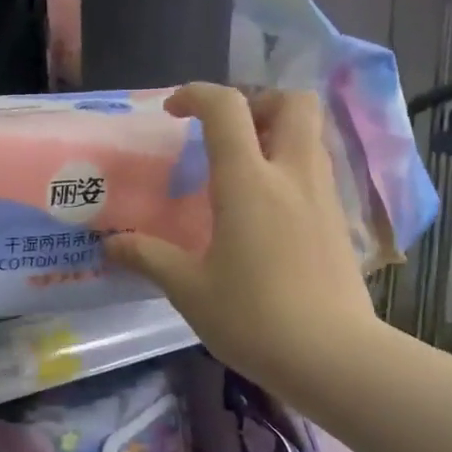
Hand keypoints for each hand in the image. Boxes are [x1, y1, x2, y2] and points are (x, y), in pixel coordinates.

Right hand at [103, 84, 375, 404]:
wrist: (332, 357)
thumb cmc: (253, 318)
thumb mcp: (189, 289)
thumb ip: (148, 258)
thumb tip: (110, 245)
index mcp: (248, 182)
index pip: (227, 108)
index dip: (197, 94)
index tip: (173, 111)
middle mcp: (292, 175)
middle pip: (293, 102)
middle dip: (258, 102)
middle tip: (227, 134)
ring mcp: (324, 197)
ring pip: (310, 135)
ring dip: (277, 134)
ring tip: (242, 171)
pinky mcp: (340, 222)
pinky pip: (317, 171)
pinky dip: (291, 168)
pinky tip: (268, 211)